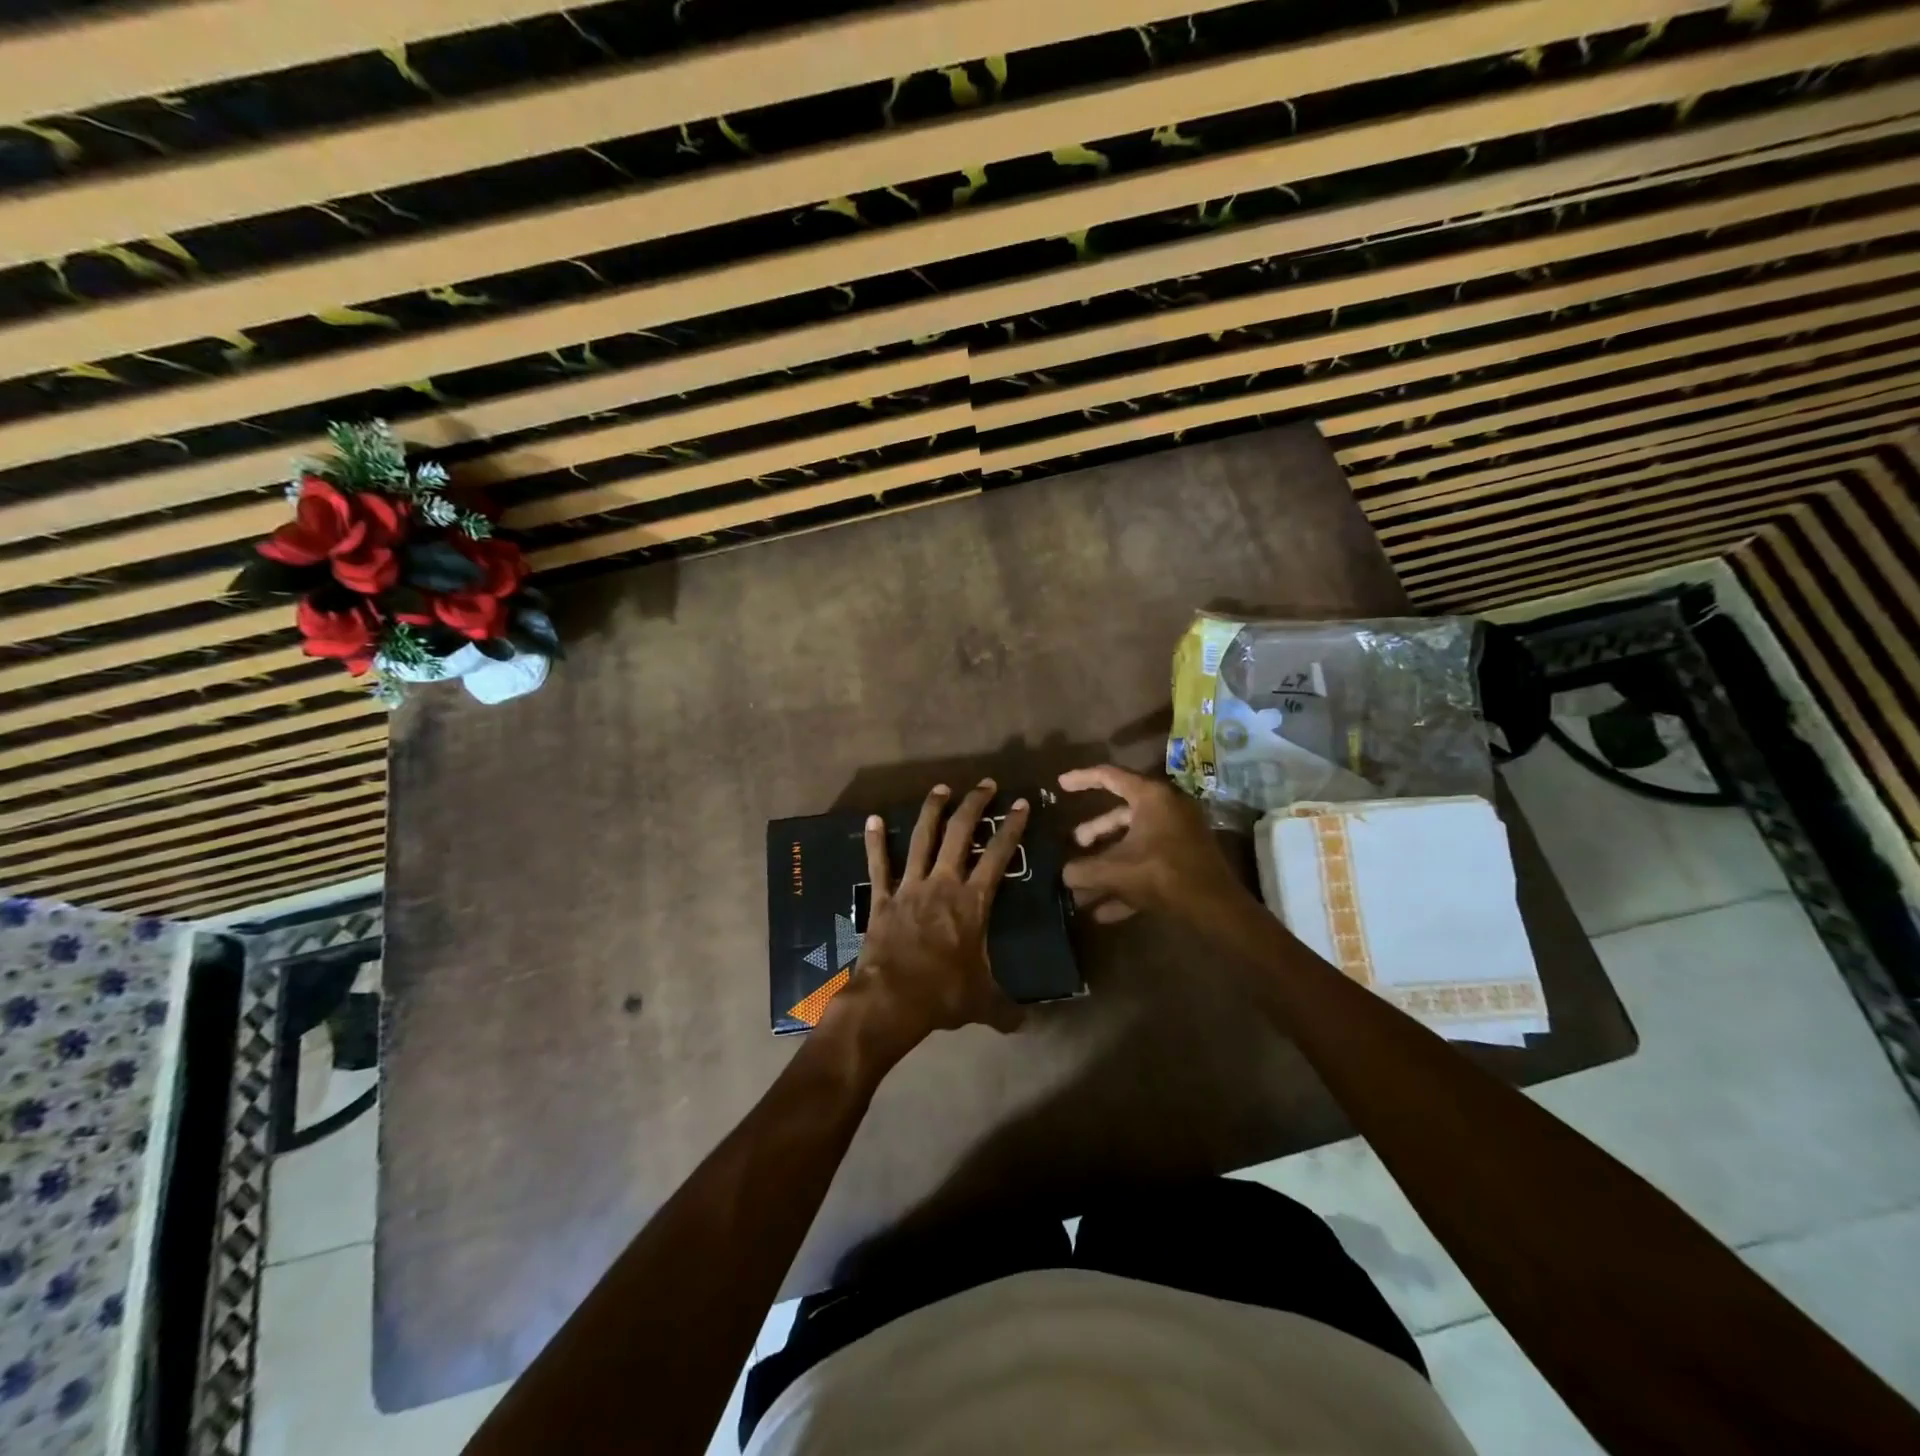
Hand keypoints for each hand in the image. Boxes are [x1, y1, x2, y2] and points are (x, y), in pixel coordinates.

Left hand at [826, 780, 1028, 1057]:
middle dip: (975, 805)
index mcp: (973, 902)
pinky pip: (879, 864)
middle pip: (961, 834)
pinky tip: (871, 818)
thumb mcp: (982, 1003)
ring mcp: (910, 887)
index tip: (1021, 804)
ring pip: (922, 838)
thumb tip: (1024, 1026)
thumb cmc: (943, 995)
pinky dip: (875, 841)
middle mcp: (943, 884)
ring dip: (932, 811)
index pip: (999, 856)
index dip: (1012, 828)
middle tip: (985, 784)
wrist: (891, 1000)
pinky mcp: (882, 898)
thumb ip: (1005, 1010)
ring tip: (941, 789)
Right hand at [1059, 764, 1244, 924]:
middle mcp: (1166, 809)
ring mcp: (1178, 835)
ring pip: (1133, 843)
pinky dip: (1126, 882)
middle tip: (1076, 843)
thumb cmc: (1163, 875)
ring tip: (1083, 886)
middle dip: (1095, 832)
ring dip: (1107, 864)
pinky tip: (1103, 912)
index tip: (1060, 785)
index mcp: (1151, 798)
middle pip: (1121, 814)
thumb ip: (1083, 870)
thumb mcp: (1115, 871)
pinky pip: (1148, 865)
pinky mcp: (1185, 860)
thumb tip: (1065, 874)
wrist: (1215, 907)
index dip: (1082, 779)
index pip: (1109, 776)